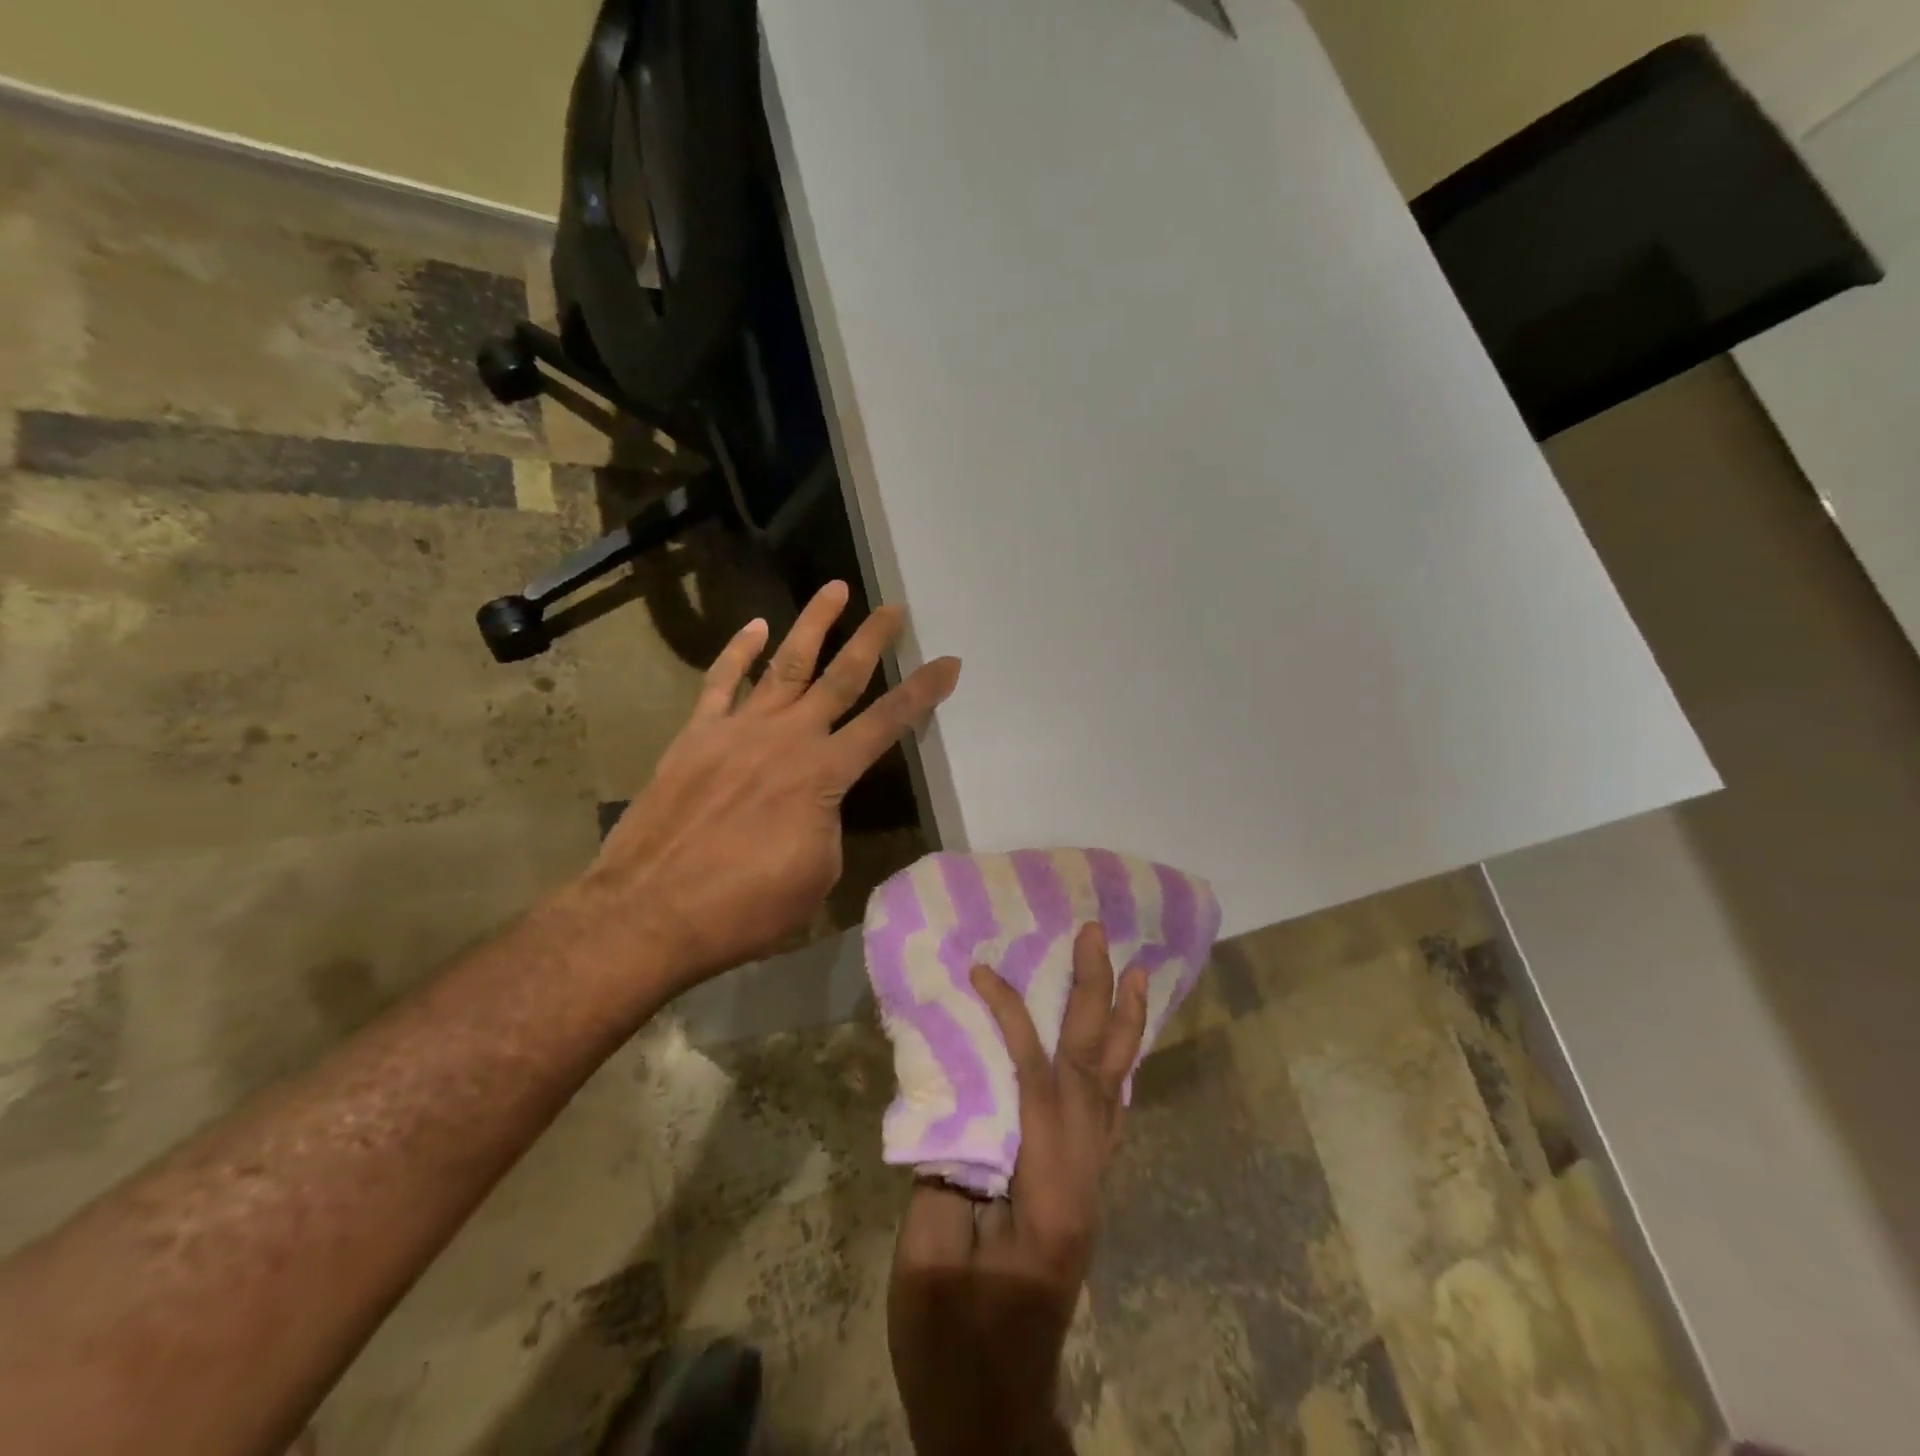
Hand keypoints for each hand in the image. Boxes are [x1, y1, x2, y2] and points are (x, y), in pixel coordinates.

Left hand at [582, 581, 960, 992]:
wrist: (651, 911)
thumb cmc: (745, 907)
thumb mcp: (816, 874)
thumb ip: (826, 825)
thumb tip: (815, 804)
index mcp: (824, 775)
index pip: (886, 724)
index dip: (922, 693)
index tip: (947, 663)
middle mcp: (788, 738)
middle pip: (840, 677)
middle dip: (872, 640)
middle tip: (893, 608)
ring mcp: (738, 730)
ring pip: (784, 664)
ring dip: (814, 625)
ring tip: (835, 589)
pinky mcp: (696, 735)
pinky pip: (720, 682)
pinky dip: (738, 651)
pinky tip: (754, 627)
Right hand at [888, 925, 1148, 1454]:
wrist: (993, 1415)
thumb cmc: (952, 1344)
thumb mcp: (930, 1262)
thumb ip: (948, 1169)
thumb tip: (958, 1098)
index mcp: (1047, 1193)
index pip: (1037, 1082)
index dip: (1012, 1019)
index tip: (983, 972)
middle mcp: (1084, 1179)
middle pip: (1093, 1070)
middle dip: (1096, 997)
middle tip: (1099, 937)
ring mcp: (1090, 1186)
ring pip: (1113, 1089)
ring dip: (1121, 1026)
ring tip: (1133, 972)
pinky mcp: (1081, 1192)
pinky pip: (1107, 1113)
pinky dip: (1115, 1066)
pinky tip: (1117, 1043)